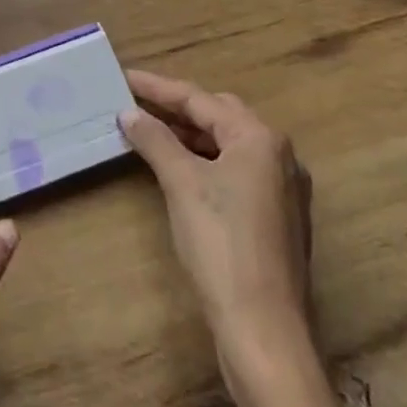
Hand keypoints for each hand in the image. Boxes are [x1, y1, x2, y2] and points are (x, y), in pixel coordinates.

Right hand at [119, 69, 359, 406]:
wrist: (263, 329)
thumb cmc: (221, 244)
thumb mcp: (182, 184)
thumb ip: (155, 140)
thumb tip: (129, 113)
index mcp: (260, 139)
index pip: (200, 99)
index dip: (158, 88)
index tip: (124, 77)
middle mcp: (279, 155)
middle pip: (220, 116)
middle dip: (177, 107)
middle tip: (137, 103)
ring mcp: (282, 189)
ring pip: (228, 146)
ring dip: (190, 136)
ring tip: (150, 131)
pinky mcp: (276, 218)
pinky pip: (235, 172)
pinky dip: (204, 162)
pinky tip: (179, 169)